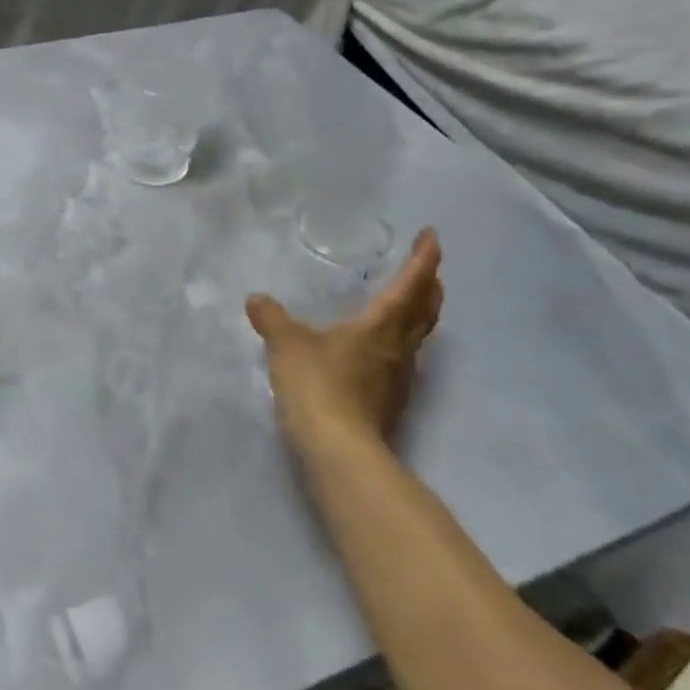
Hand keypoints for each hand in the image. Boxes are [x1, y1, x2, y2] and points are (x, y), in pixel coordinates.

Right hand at [247, 229, 443, 457]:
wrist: (339, 452)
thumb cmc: (318, 386)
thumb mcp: (286, 345)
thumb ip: (272, 319)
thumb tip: (256, 299)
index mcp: (380, 326)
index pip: (410, 285)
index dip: (423, 259)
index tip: (432, 237)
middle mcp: (398, 349)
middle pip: (425, 312)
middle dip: (430, 286)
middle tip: (428, 269)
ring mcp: (398, 379)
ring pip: (418, 338)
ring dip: (420, 316)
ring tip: (410, 304)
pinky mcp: (390, 403)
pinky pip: (404, 361)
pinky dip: (401, 343)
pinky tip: (383, 350)